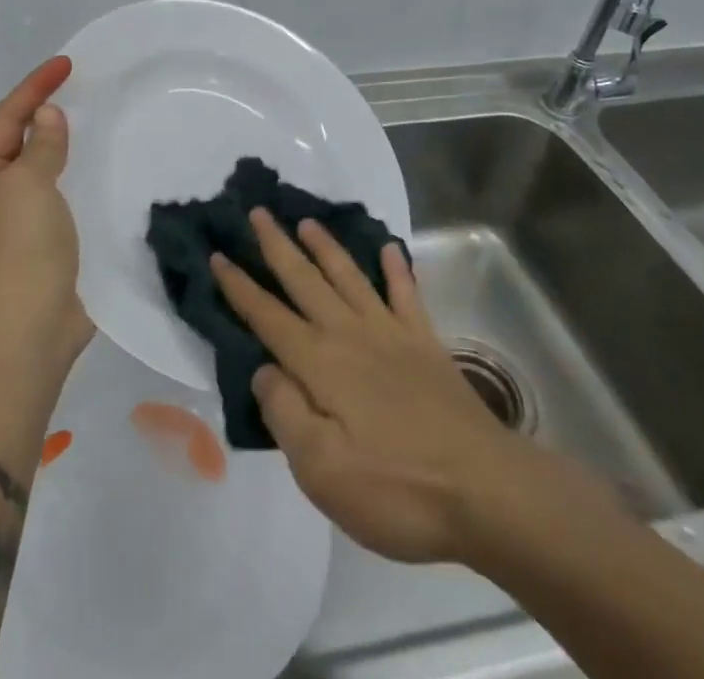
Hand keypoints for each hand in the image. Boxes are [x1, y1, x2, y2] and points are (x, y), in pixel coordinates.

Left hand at [0, 56, 93, 370]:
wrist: (26, 335)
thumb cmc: (19, 250)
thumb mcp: (28, 186)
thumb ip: (40, 146)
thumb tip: (46, 115)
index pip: (6, 118)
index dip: (35, 87)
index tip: (67, 64)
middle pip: (19, 143)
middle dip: (45, 115)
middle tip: (81, 90)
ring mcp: (17, 227)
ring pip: (42, 173)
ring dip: (63, 148)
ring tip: (94, 124)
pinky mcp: (44, 250)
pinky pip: (60, 202)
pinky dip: (77, 182)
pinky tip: (101, 175)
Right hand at [212, 211, 620, 568]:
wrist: (485, 490)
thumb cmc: (396, 488)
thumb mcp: (322, 470)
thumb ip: (285, 413)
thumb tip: (263, 369)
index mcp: (319, 363)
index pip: (268, 316)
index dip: (240, 286)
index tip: (218, 254)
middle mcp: (350, 334)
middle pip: (305, 281)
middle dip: (277, 246)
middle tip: (257, 212)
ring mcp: (391, 334)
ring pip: (349, 277)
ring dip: (326, 247)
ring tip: (307, 221)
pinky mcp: (426, 344)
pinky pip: (407, 295)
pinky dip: (397, 270)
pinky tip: (390, 249)